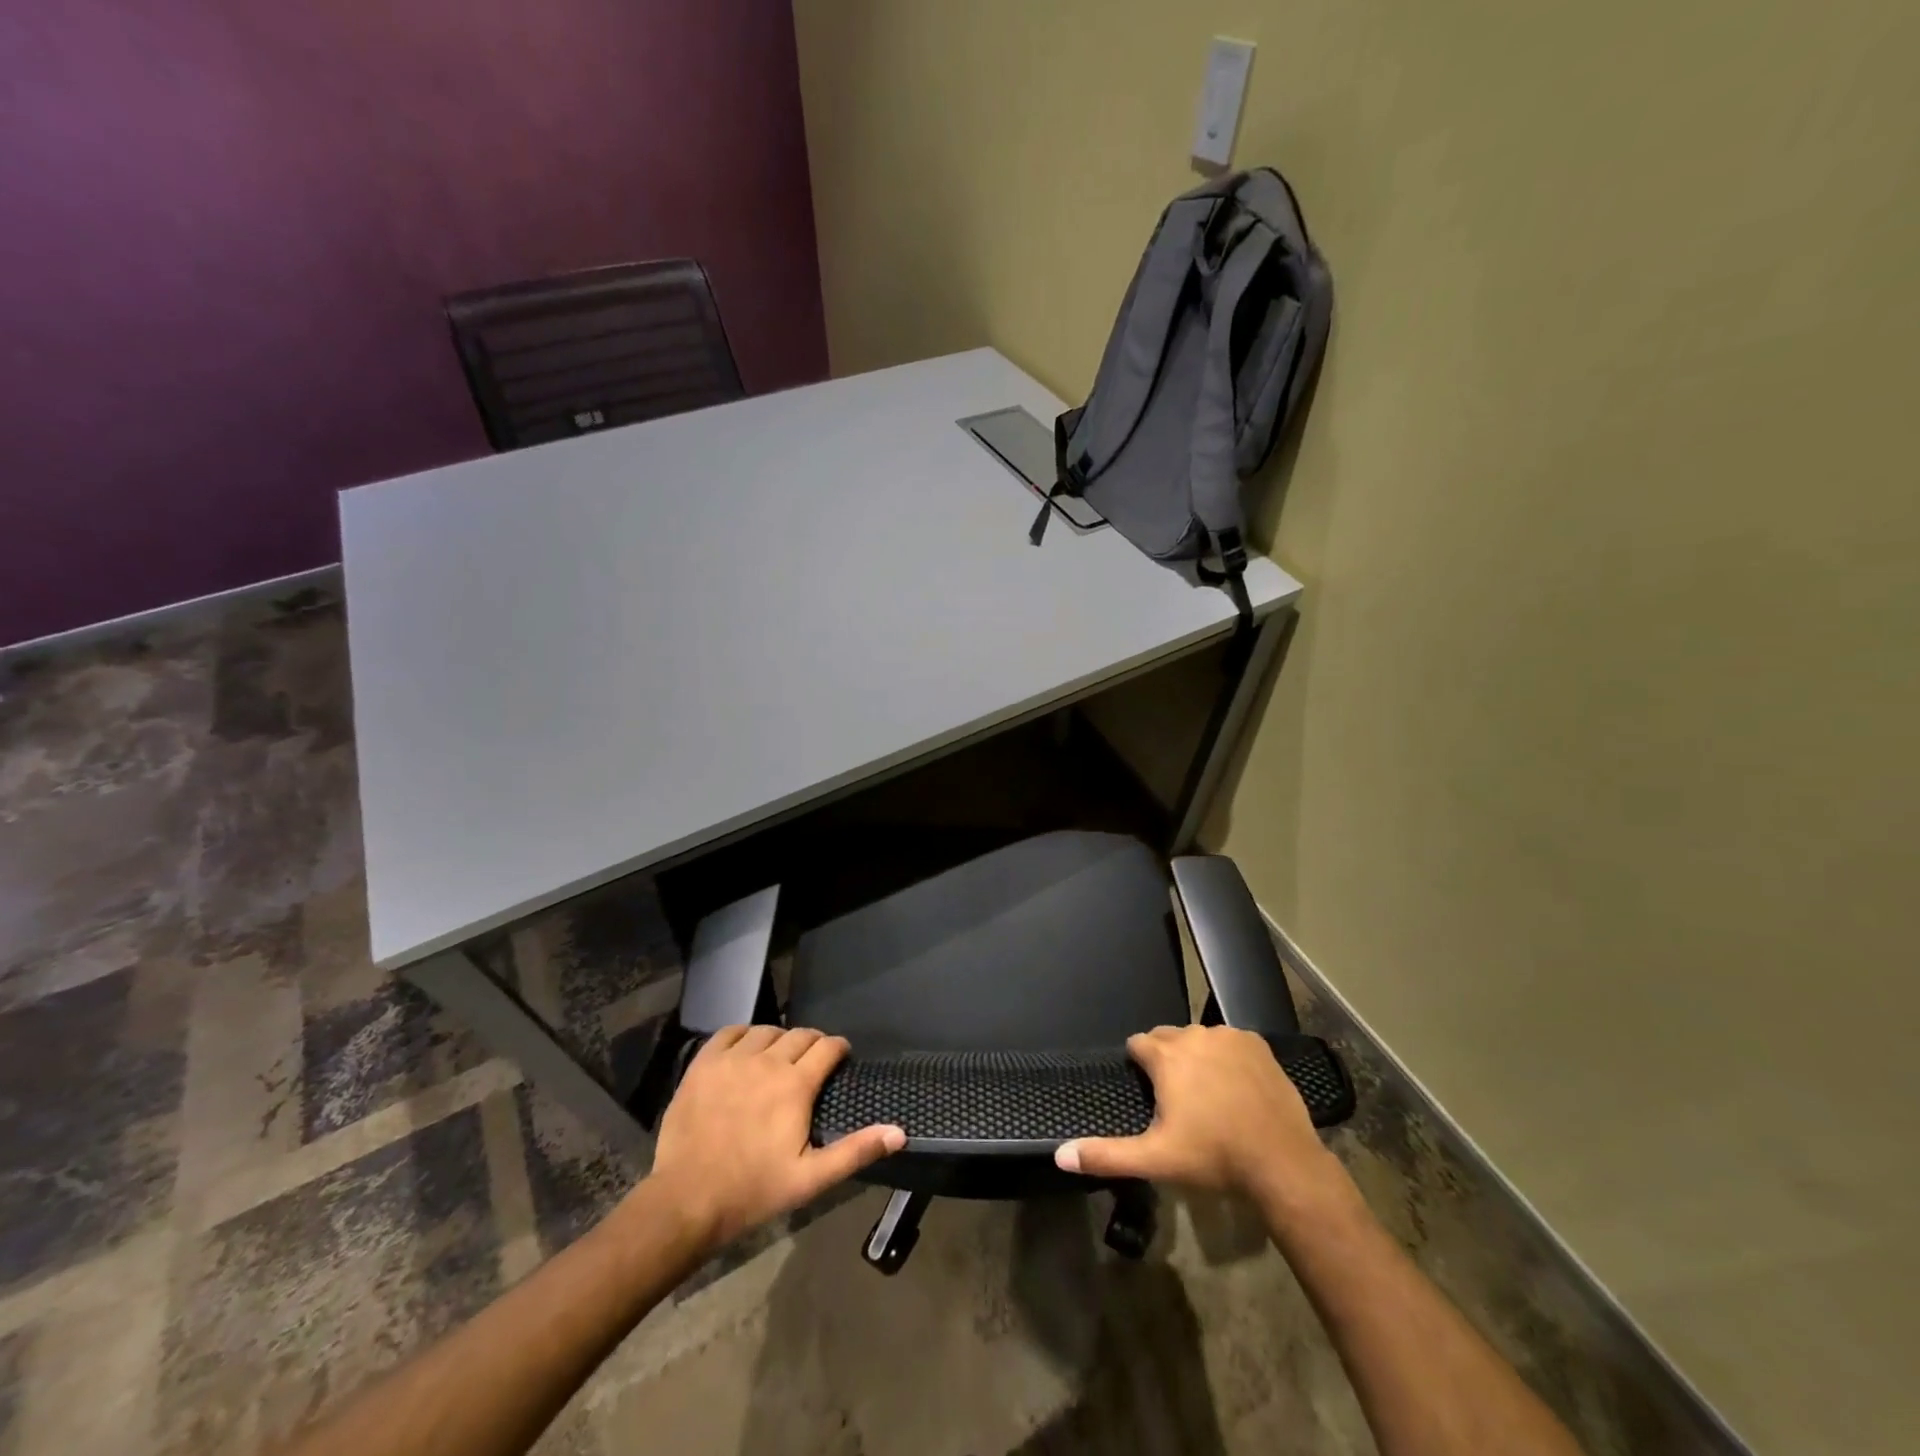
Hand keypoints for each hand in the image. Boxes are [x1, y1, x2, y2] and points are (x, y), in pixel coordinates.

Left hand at [644, 1026, 904, 1250]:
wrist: (687, 1200)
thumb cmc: (754, 1191)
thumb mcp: (811, 1179)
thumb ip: (856, 1151)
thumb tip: (900, 1133)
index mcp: (796, 1085)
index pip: (827, 1047)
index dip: (838, 1048)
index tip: (841, 1056)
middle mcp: (768, 1061)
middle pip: (799, 1035)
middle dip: (812, 1043)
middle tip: (812, 1060)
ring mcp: (733, 1059)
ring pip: (766, 1031)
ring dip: (779, 1039)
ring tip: (779, 1057)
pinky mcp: (704, 1064)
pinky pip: (729, 1032)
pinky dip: (743, 1034)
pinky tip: (745, 1049)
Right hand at [1055, 1025, 1333, 1201]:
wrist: (1282, 1162)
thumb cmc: (1214, 1157)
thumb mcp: (1156, 1160)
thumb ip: (1106, 1155)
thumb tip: (1060, 1154)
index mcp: (1166, 1057)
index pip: (1137, 1044)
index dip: (1140, 1065)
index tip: (1149, 1091)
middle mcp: (1193, 1036)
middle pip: (1167, 1036)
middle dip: (1167, 1059)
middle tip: (1178, 1098)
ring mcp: (1228, 1036)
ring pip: (1199, 1037)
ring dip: (1197, 1056)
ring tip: (1209, 1093)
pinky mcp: (1256, 1043)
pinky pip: (1230, 1041)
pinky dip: (1227, 1056)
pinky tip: (1236, 1086)